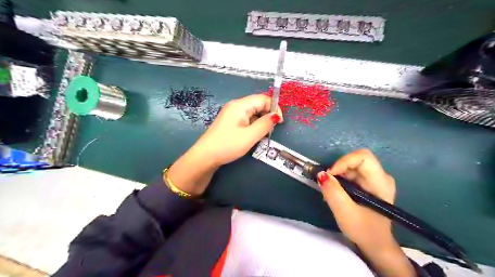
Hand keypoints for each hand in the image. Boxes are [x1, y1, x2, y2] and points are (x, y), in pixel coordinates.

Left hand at [195, 93, 284, 165]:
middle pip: (258, 104)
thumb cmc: (228, 145)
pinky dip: (253, 125)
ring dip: (261, 121)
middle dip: (268, 115)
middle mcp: (236, 106)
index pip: (263, 99)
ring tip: (262, 134)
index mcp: (240, 105)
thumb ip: (265, 124)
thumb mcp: (250, 136)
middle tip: (271, 130)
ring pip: (253, 112)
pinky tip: (253, 135)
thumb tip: (276, 116)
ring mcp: (232, 113)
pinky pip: (246, 119)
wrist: (205, 156)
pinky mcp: (230, 121)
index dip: (274, 107)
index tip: (279, 122)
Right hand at [317, 149, 394, 248]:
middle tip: (327, 186)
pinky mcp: (368, 184)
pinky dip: (340, 181)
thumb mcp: (345, 212)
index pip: (363, 157)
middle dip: (338, 170)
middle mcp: (380, 176)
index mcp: (380, 181)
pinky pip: (351, 174)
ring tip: (330, 193)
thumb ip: (333, 192)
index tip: (330, 175)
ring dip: (337, 177)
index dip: (344, 161)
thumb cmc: (364, 230)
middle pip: (355, 160)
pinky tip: (336, 194)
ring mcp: (375, 180)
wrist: (376, 245)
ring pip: (351, 167)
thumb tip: (321, 174)